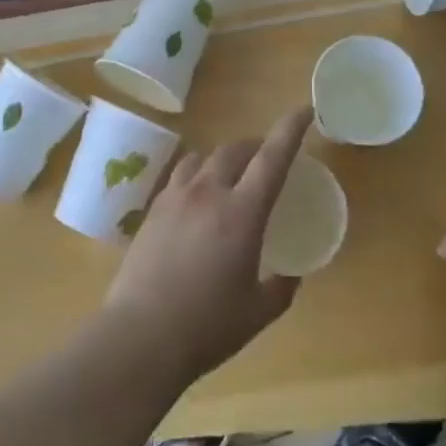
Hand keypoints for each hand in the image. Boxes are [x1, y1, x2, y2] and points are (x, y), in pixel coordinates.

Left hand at [103, 107, 311, 382]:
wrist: (141, 335)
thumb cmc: (207, 326)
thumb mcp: (259, 312)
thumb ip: (281, 287)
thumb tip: (290, 273)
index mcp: (242, 212)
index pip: (272, 157)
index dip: (290, 129)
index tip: (304, 110)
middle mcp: (209, 193)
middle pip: (235, 150)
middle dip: (256, 146)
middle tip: (268, 159)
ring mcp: (176, 197)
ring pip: (204, 157)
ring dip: (224, 158)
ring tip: (231, 174)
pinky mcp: (153, 209)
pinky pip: (180, 175)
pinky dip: (197, 174)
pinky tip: (197, 197)